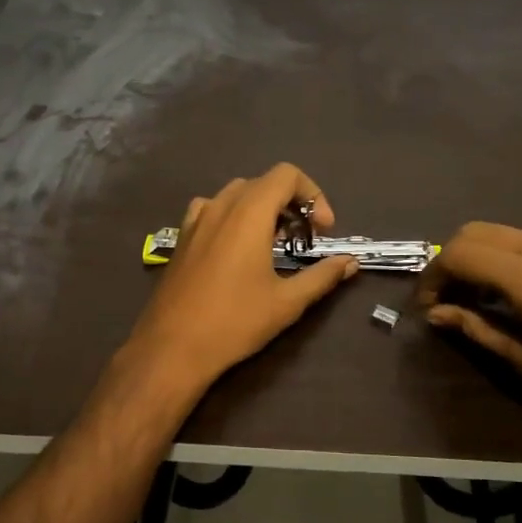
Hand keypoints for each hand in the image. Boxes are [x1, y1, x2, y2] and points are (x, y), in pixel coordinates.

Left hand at [125, 163, 358, 393]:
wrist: (172, 347)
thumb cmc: (234, 322)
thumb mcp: (287, 302)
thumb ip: (322, 276)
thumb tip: (349, 263)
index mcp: (248, 213)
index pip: (286, 175)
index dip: (312, 194)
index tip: (323, 230)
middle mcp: (220, 206)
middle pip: (263, 182)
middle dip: (291, 203)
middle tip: (304, 239)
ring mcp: (196, 220)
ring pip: (236, 194)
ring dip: (262, 208)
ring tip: (274, 243)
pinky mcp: (182, 237)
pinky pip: (212, 210)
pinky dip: (233, 217)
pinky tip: (237, 249)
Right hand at [415, 222, 521, 434]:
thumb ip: (477, 329)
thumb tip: (437, 314)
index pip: (457, 254)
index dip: (431, 278)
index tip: (425, 307)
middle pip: (474, 233)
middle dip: (449, 261)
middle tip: (443, 299)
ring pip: (500, 234)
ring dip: (476, 258)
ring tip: (471, 299)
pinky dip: (502, 258)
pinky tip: (507, 295)